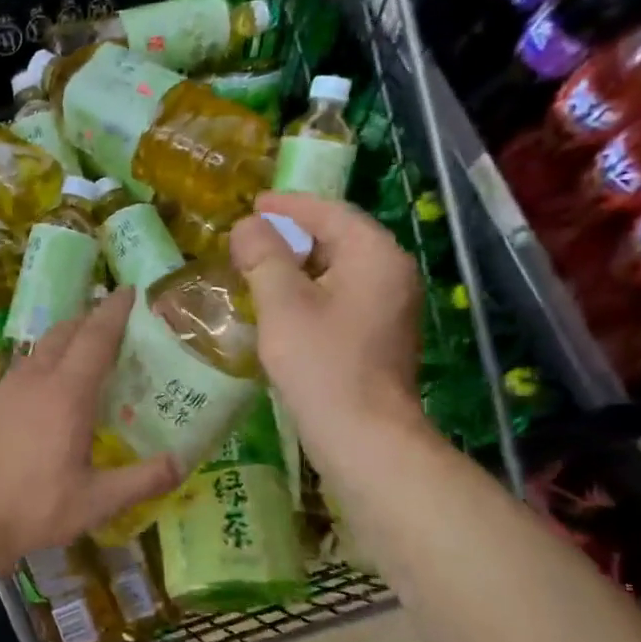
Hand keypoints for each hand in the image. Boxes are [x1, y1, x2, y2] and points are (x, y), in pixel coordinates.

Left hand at [0, 287, 179, 563]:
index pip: (96, 337)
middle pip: (66, 332)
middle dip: (92, 318)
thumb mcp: (96, 502)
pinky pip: (25, 367)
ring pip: (42, 348)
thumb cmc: (32, 509)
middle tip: (117, 322)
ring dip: (67, 338)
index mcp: (66, 395)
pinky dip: (46, 360)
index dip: (115, 311)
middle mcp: (36, 380)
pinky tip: (51, 387)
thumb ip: (143, 480)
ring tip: (88, 351)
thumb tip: (183, 462)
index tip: (131, 291)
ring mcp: (7, 388)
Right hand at [228, 191, 425, 459]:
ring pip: (339, 272)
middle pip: (339, 239)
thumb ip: (264, 257)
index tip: (253, 204)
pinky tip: (282, 309)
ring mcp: (391, 308)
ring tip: (259, 269)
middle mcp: (392, 274)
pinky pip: (343, 299)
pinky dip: (311, 294)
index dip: (289, 206)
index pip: (331, 213)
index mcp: (375, 256)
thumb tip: (248, 226)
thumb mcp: (283, 305)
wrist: (364, 438)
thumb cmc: (322, 365)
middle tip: (250, 238)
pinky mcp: (381, 337)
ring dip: (299, 268)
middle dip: (293, 236)